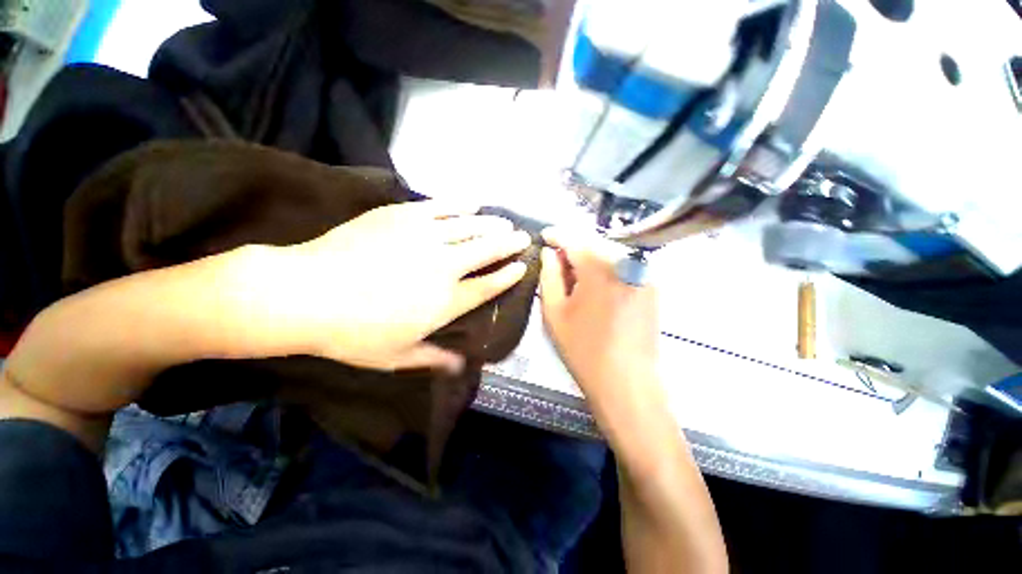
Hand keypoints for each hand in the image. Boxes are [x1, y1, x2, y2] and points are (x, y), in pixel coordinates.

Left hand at [244, 201, 529, 372]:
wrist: (304, 293)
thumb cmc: (352, 333)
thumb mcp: (396, 357)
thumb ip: (435, 359)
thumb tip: (462, 366)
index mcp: (446, 301)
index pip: (488, 285)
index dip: (508, 276)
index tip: (522, 267)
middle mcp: (444, 266)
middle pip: (487, 251)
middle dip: (509, 244)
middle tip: (523, 237)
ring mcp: (425, 237)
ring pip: (470, 226)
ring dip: (492, 224)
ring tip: (505, 221)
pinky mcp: (403, 216)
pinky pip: (441, 207)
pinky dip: (460, 204)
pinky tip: (473, 203)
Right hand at [539, 227, 660, 403]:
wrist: (627, 381)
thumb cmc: (584, 349)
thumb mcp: (555, 312)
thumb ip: (549, 276)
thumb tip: (549, 252)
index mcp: (599, 268)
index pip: (574, 238)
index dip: (556, 234)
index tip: (544, 236)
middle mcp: (626, 262)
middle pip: (594, 243)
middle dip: (573, 248)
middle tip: (557, 261)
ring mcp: (643, 273)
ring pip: (609, 252)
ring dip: (590, 258)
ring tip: (574, 275)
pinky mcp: (652, 285)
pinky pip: (624, 265)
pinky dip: (606, 268)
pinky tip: (596, 286)